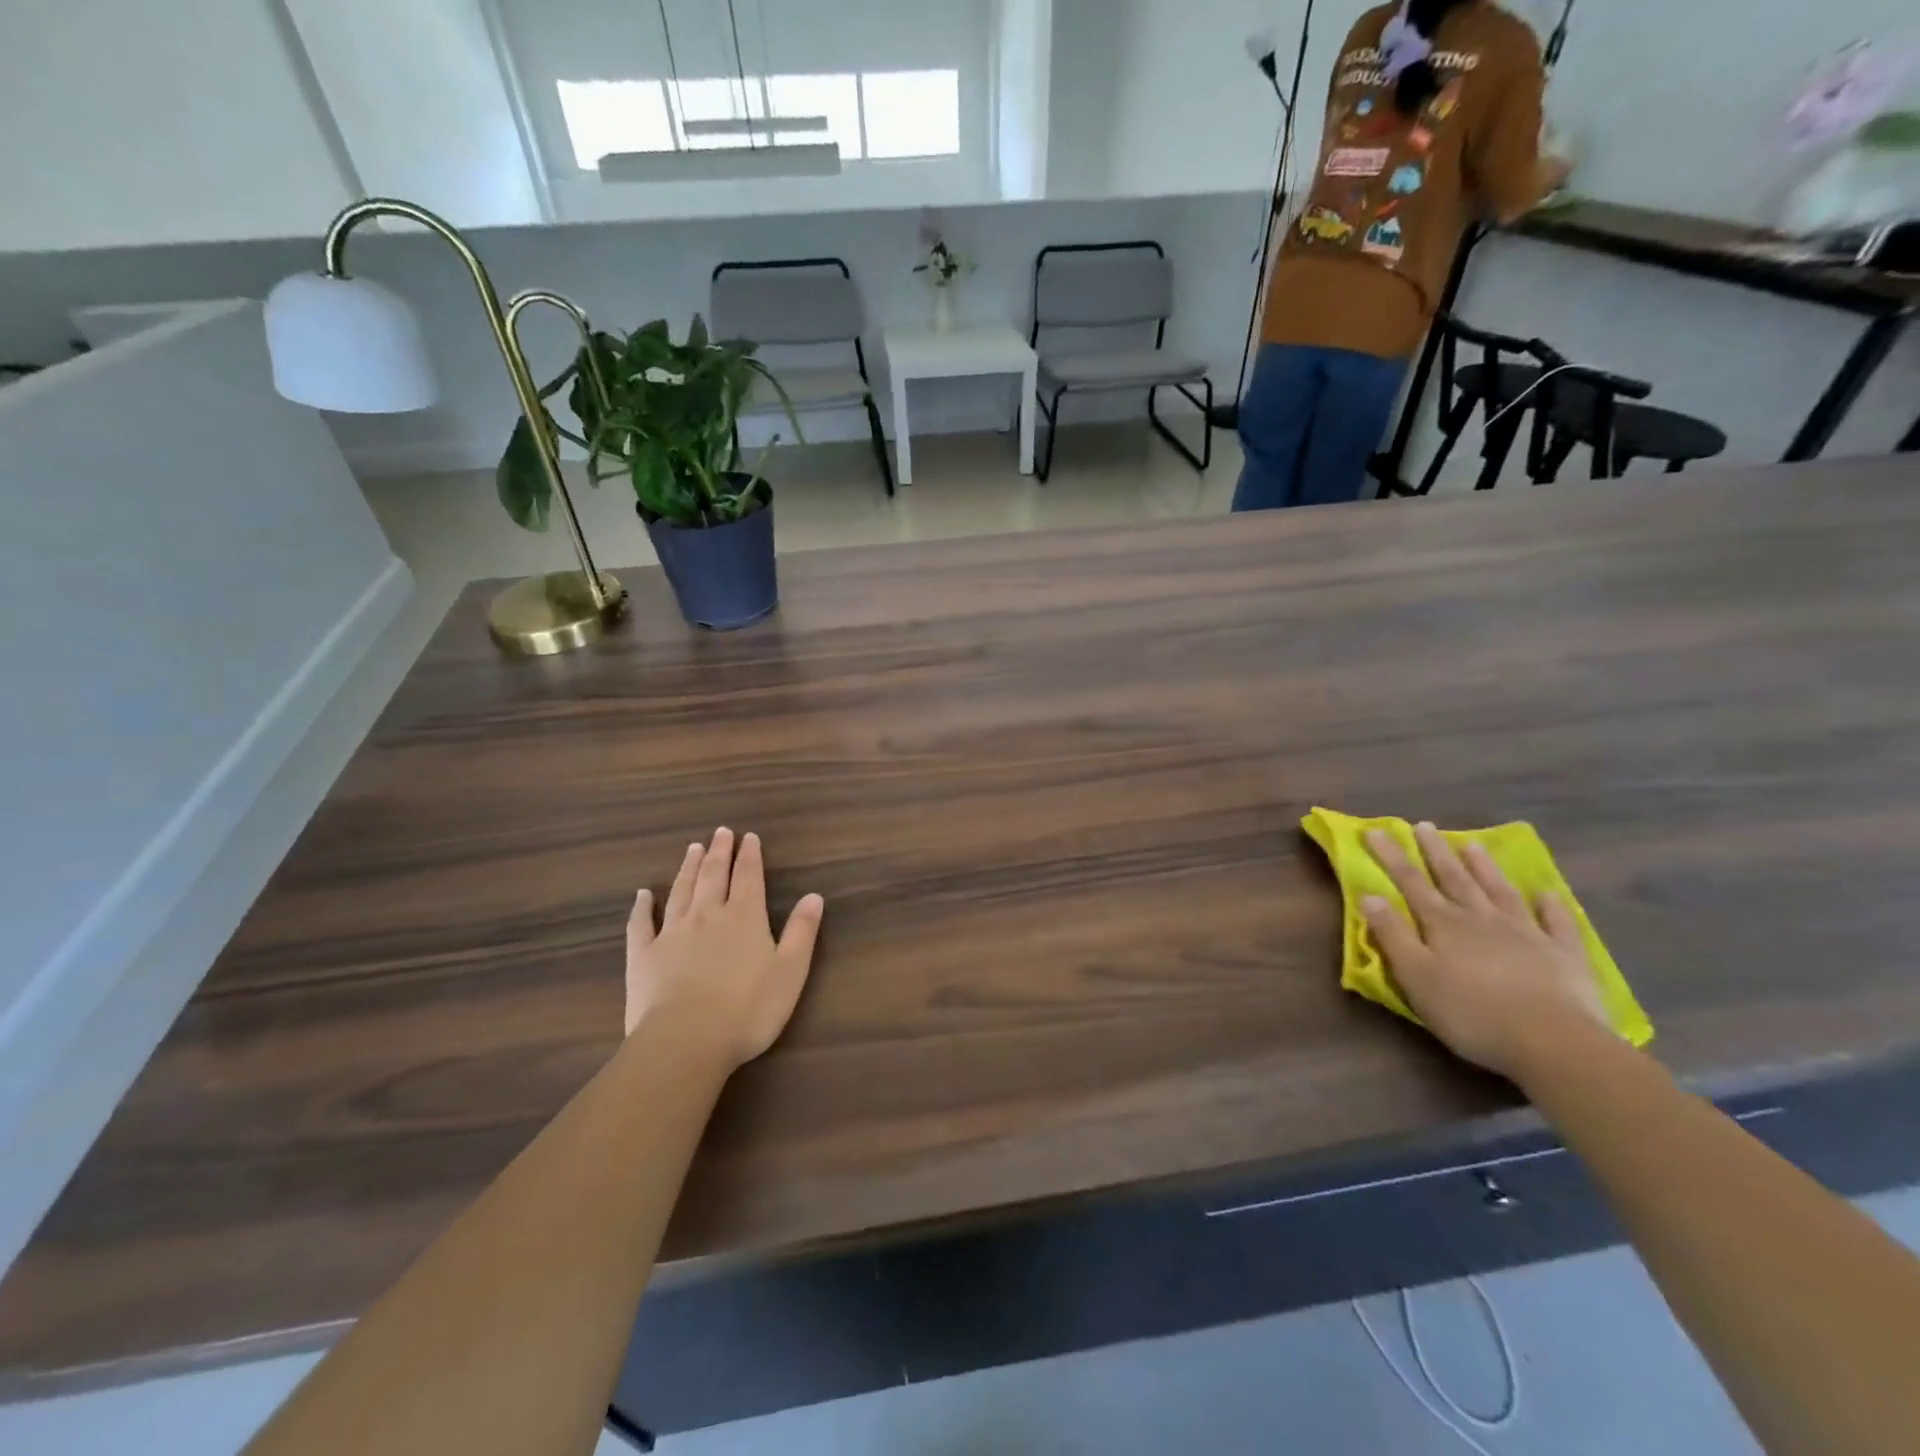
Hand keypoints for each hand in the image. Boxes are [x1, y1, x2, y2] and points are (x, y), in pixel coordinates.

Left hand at [625, 827, 824, 1069]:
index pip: (749, 877)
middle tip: (720, 832)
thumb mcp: (790, 971)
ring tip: (692, 849)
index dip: (750, 856)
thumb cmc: (748, 1009)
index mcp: (744, 917)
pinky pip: (642, 924)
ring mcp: (672, 934)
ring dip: (688, 868)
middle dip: (719, 852)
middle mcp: (707, 916)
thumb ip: (802, 931)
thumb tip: (814, 896)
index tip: (749, 836)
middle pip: (713, 876)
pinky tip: (643, 895)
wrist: (686, 1041)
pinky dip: (642, 907)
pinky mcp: (643, 956)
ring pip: (681, 891)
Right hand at [1361, 823, 1610, 1080]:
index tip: (1375, 830)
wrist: (1553, 1042)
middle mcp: (1482, 918)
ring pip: (1500, 891)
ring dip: (1484, 867)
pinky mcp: (1564, 954)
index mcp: (1443, 924)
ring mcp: (1527, 933)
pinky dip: (1551, 905)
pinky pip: (1557, 922)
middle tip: (1424, 825)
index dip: (1391, 856)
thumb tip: (1369, 894)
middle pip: (1454, 878)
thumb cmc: (1471, 1013)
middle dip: (1436, 851)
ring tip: (1473, 844)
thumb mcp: (1415, 977)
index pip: (1410, 882)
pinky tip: (1547, 893)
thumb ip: (1391, 934)